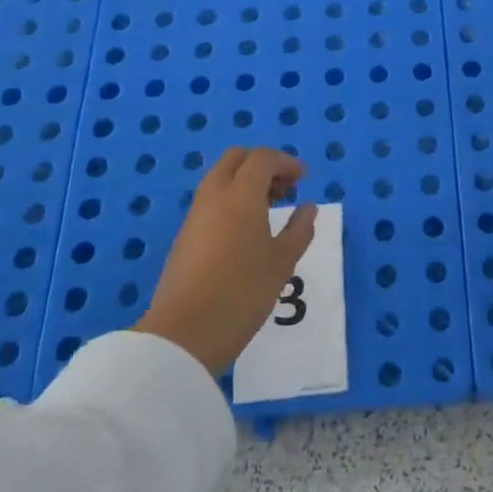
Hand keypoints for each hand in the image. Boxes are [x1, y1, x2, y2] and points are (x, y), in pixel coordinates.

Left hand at [136, 148, 315, 375]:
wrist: (185, 333)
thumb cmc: (243, 291)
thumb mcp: (282, 262)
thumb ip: (299, 229)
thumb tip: (307, 207)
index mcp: (241, 194)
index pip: (263, 158)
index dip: (286, 162)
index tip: (303, 179)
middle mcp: (214, 195)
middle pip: (236, 159)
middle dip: (262, 165)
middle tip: (284, 189)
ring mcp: (195, 215)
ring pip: (220, 178)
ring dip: (245, 182)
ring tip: (269, 210)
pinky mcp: (185, 236)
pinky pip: (211, 201)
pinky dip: (231, 200)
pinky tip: (246, 231)